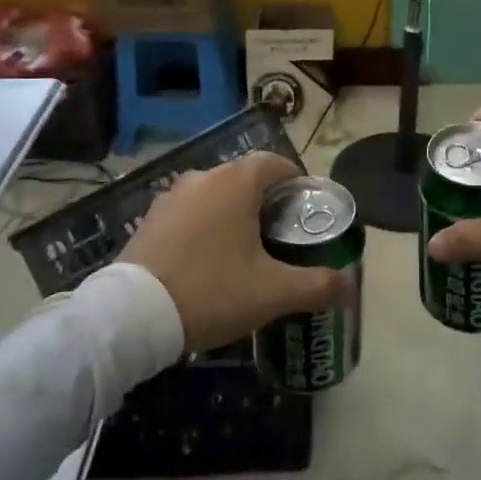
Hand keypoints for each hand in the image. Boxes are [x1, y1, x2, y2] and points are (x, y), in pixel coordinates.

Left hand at [121, 152, 354, 351]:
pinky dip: (204, 225)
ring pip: (215, 194)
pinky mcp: (149, 219)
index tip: (305, 209)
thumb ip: (316, 285)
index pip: (275, 163)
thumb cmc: (211, 291)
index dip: (295, 181)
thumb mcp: (272, 293)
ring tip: (245, 250)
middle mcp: (203, 177)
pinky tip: (207, 261)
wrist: (131, 316)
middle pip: (245, 177)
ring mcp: (171, 196)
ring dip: (233, 212)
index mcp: (235, 182)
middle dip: (266, 200)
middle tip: (280, 235)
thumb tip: (349, 285)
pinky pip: (189, 212)